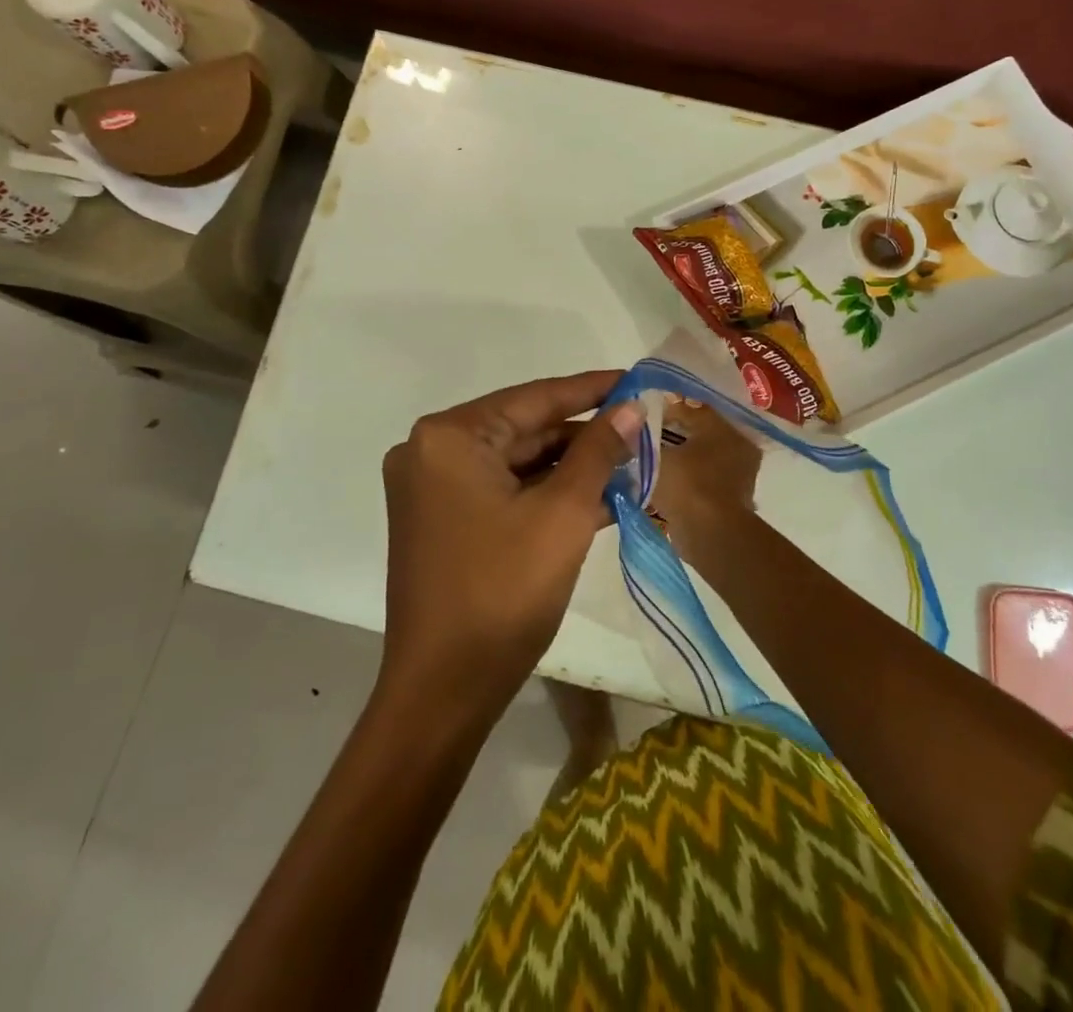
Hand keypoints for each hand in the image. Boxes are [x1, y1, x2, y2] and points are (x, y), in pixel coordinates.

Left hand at [378, 371, 642, 725]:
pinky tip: (599, 498)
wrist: (444, 692)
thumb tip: (630, 408)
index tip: (635, 380)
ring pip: (517, 462)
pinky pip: (503, 490)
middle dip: (584, 436)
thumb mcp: (563, 514)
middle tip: (641, 433)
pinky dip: (546, 494)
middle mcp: (432, 451)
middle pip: (524, 429)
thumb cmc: (503, 592)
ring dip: (571, 468)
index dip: (591, 389)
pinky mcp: (442, 521)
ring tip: (630, 467)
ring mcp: (433, 488)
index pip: (535, 398)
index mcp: (450, 437)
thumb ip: (598, 451)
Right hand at [649, 400, 763, 565]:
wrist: (711, 535)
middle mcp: (737, 446)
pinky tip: (663, 483)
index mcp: (724, 427)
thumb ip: (643, 441)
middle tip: (642, 440)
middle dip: (670, 435)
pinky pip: (703, 480)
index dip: (661, 411)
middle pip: (697, 433)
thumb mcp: (656, 457)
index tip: (638, 418)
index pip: (690, 409)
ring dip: (678, 459)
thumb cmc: (686, 486)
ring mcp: (739, 474)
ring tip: (648, 463)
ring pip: (700, 457)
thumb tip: (631, 430)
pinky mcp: (732, 499)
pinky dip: (685, 480)